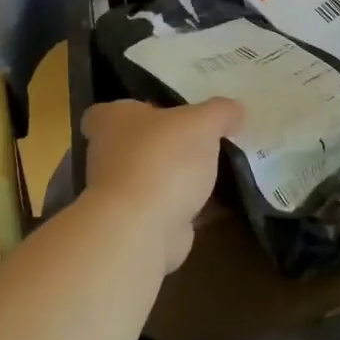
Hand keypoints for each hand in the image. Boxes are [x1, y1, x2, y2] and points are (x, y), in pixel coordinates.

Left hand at [81, 98, 243, 271]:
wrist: (142, 228)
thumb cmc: (163, 159)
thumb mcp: (203, 122)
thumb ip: (220, 111)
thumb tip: (235, 111)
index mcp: (111, 122)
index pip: (105, 112)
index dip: (130, 111)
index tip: (159, 111)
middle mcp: (108, 155)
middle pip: (136, 143)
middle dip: (165, 143)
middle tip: (201, 136)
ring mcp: (121, 194)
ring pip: (154, 177)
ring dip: (178, 177)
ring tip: (219, 168)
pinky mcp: (139, 224)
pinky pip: (170, 207)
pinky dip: (192, 206)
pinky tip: (222, 201)